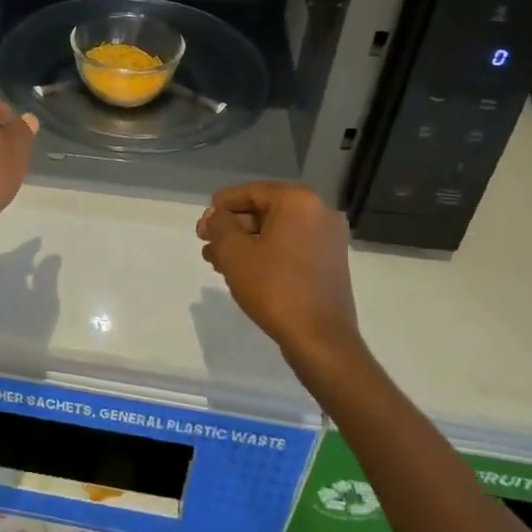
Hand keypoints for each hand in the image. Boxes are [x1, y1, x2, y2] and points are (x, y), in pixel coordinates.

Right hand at [196, 182, 362, 364]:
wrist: (321, 340)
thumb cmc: (275, 288)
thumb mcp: (235, 253)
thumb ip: (220, 225)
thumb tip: (216, 217)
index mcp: (298, 201)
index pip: (250, 192)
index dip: (220, 207)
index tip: (202, 226)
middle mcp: (319, 212)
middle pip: (263, 210)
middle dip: (231, 227)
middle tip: (206, 245)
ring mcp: (328, 238)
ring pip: (275, 231)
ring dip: (245, 243)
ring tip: (217, 262)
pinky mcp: (329, 262)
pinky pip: (290, 247)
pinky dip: (266, 253)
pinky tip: (242, 271)